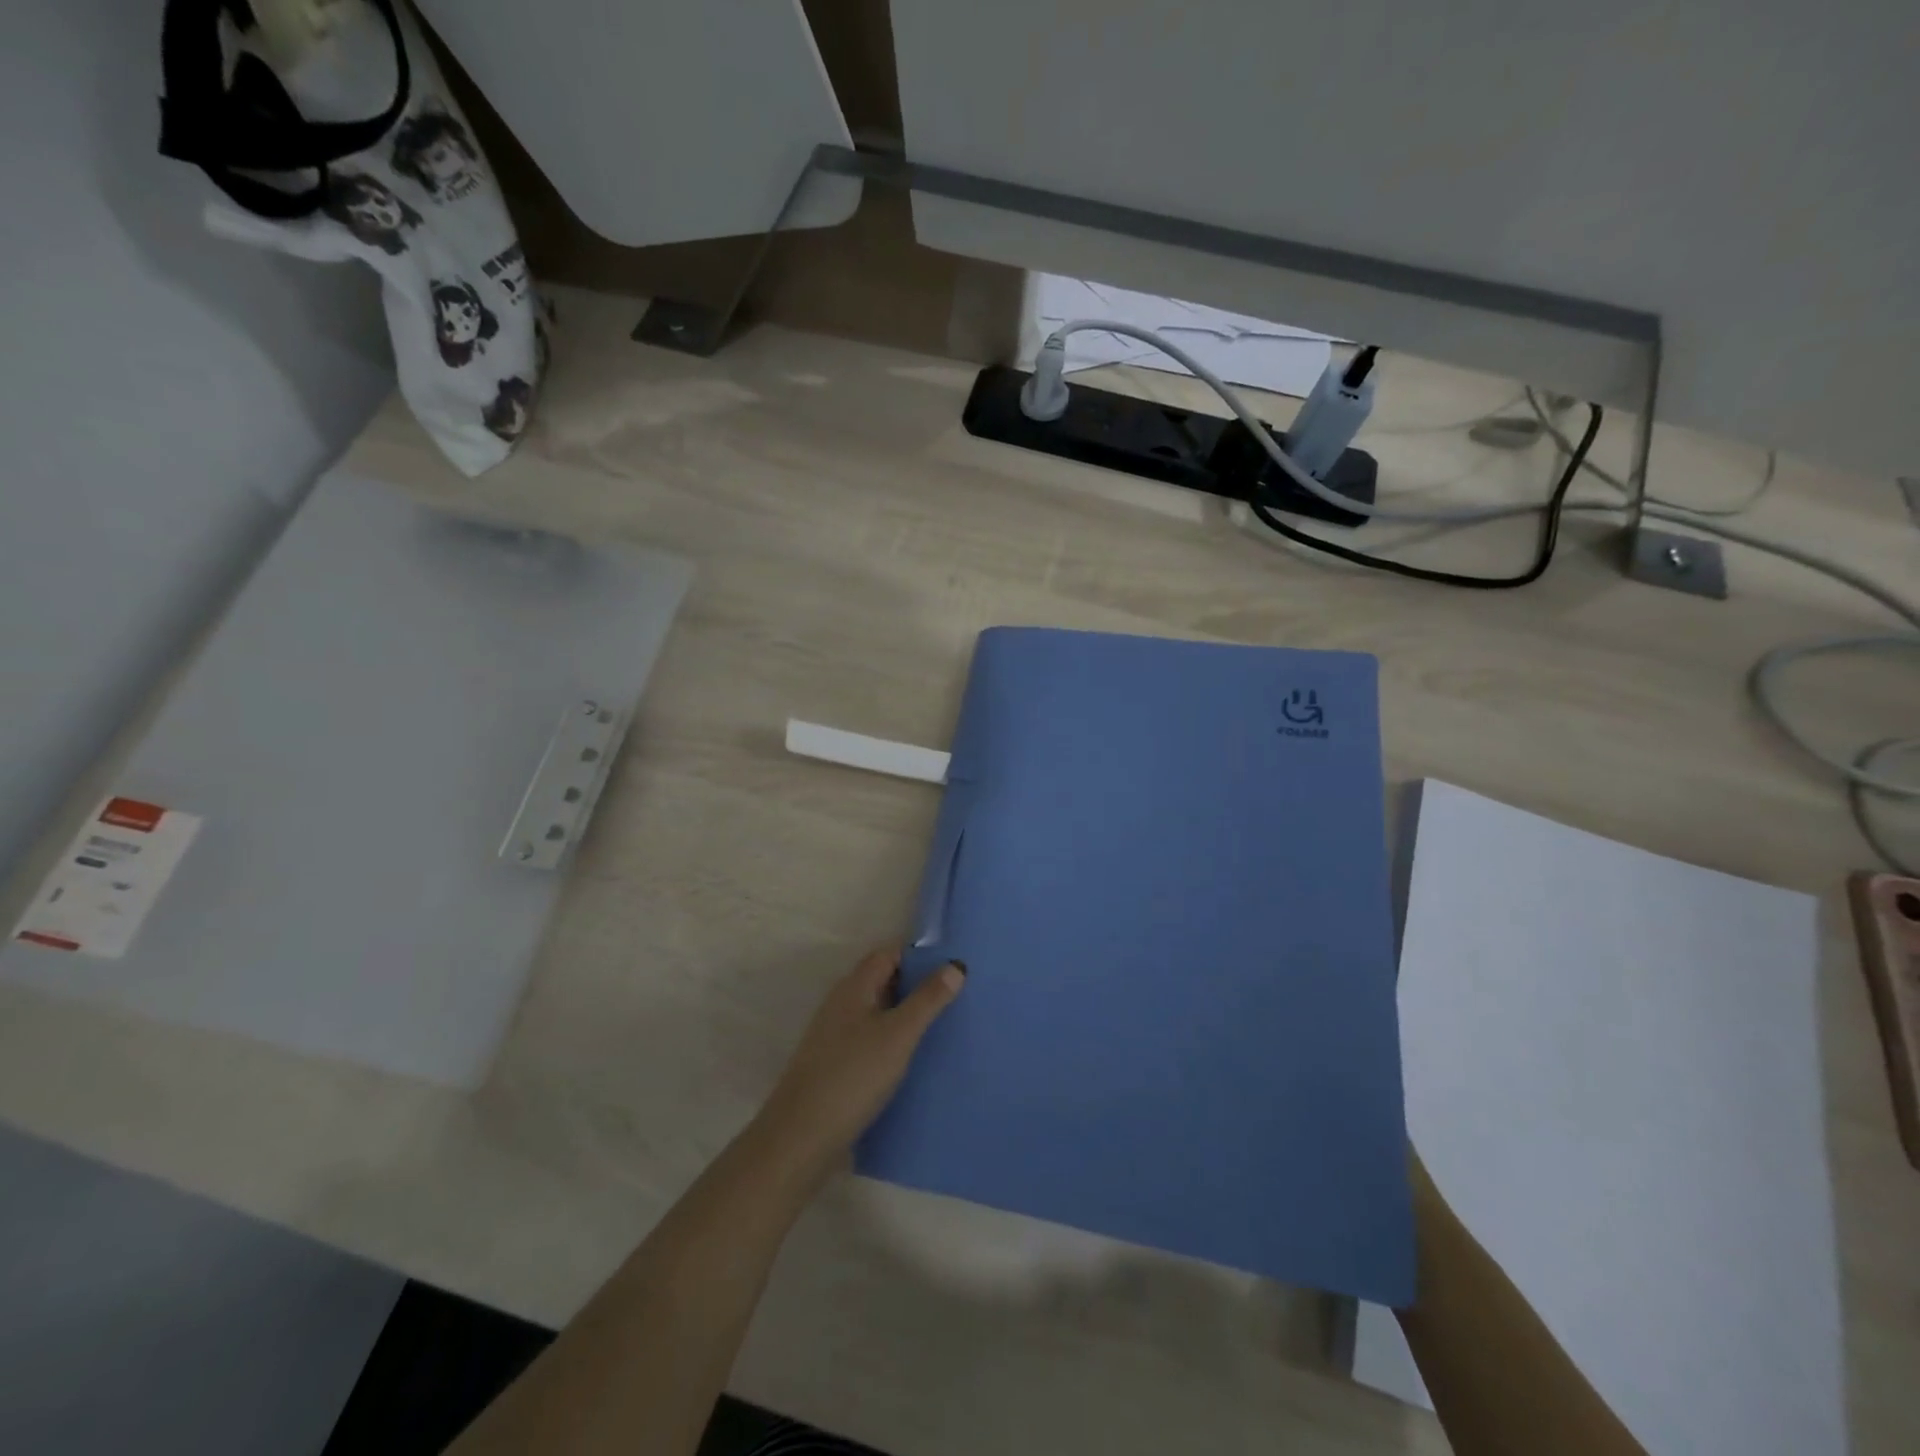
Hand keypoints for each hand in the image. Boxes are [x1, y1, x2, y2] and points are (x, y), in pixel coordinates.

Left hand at [754, 946, 964, 1180]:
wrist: (801, 1137)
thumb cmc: (853, 1076)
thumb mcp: (898, 1034)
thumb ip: (927, 999)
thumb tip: (955, 965)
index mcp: (854, 986)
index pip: (889, 954)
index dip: (919, 955)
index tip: (952, 965)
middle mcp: (842, 1003)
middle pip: (883, 981)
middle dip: (917, 985)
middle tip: (957, 996)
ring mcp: (836, 1034)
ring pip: (878, 1012)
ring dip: (906, 1015)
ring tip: (944, 1026)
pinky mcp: (836, 1064)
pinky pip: (872, 1038)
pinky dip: (893, 1040)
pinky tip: (914, 1059)